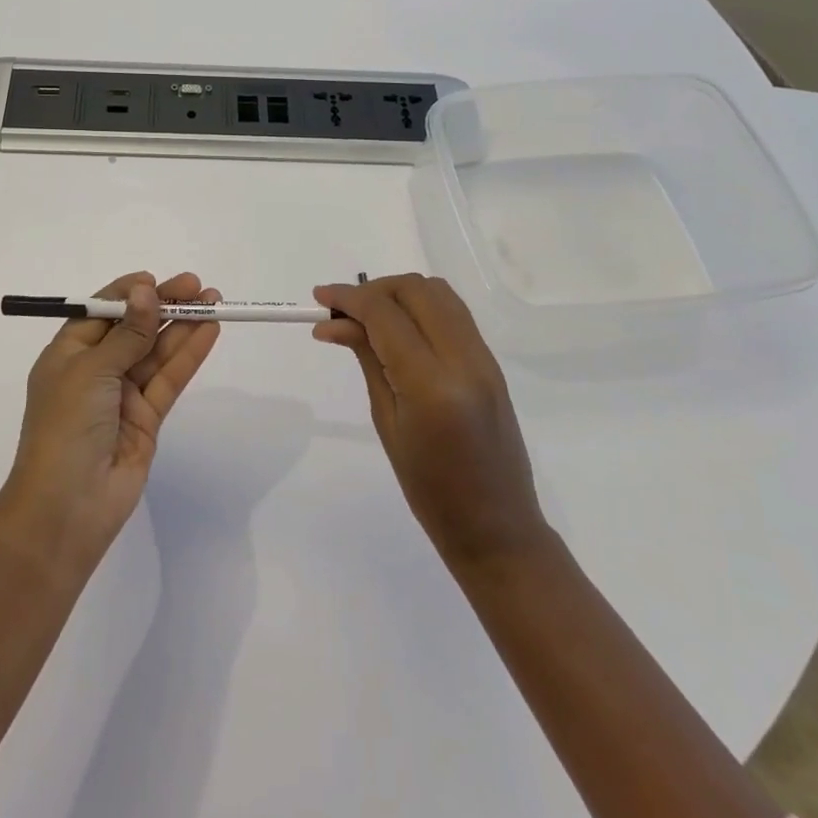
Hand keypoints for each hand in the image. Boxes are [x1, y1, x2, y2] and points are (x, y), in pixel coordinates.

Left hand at [0, 272, 220, 573]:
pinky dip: (188, 355)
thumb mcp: (92, 371)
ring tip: (213, 301)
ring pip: (156, 352)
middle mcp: (95, 370)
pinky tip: (209, 332)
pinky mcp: (146, 418)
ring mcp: (122, 395)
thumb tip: (146, 290)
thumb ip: (128, 333)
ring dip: (183, 326)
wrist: (66, 508)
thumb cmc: (65, 427)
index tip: (155, 280)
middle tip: (198, 286)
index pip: (101, 313)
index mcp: (68, 353)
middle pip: (134, 328)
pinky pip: (169, 379)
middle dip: (164, 306)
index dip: (129, 294)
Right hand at [312, 274, 548, 574]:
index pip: (385, 314)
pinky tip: (398, 327)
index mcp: (432, 384)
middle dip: (374, 290)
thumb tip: (333, 323)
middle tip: (342, 310)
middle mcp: (464, 359)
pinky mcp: (491, 361)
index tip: (319, 297)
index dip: (349, 297)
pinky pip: (453, 312)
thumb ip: (367, 359)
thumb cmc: (430, 490)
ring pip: (438, 292)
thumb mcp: (387, 422)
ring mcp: (484, 357)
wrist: (497, 528)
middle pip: (415, 290)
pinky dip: (421, 306)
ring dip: (398, 293)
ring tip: (368, 316)